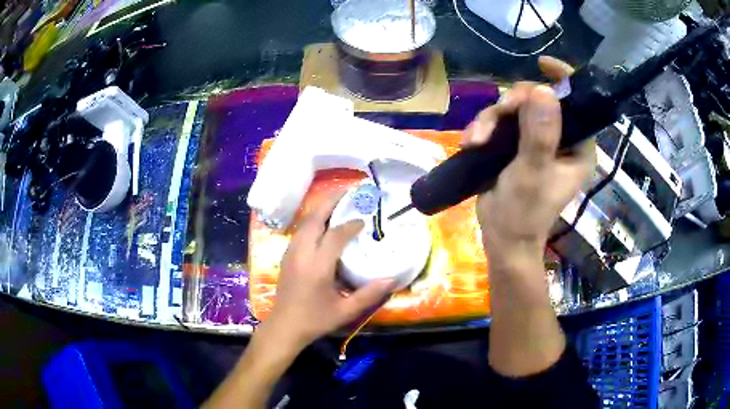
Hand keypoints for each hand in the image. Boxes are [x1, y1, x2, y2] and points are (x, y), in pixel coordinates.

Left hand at [261, 192, 395, 348]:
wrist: (284, 326)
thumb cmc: (315, 320)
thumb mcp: (345, 311)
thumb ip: (369, 294)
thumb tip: (392, 279)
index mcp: (317, 266)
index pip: (335, 235)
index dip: (351, 224)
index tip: (365, 220)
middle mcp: (302, 253)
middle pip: (315, 218)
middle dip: (331, 201)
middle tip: (349, 191)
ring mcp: (291, 253)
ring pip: (305, 222)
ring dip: (321, 209)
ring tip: (338, 202)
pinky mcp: (287, 256)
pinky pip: (300, 230)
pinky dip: (313, 220)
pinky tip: (323, 222)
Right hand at [463, 57, 594, 262]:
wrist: (501, 238)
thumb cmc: (524, 213)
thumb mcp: (532, 173)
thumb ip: (540, 134)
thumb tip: (543, 90)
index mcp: (577, 147)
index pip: (578, 104)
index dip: (563, 79)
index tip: (542, 64)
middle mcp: (561, 139)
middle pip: (538, 100)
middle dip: (512, 105)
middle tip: (495, 118)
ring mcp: (537, 140)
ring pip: (514, 109)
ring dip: (491, 119)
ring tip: (475, 140)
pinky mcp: (516, 145)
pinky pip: (500, 122)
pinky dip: (484, 128)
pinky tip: (471, 142)